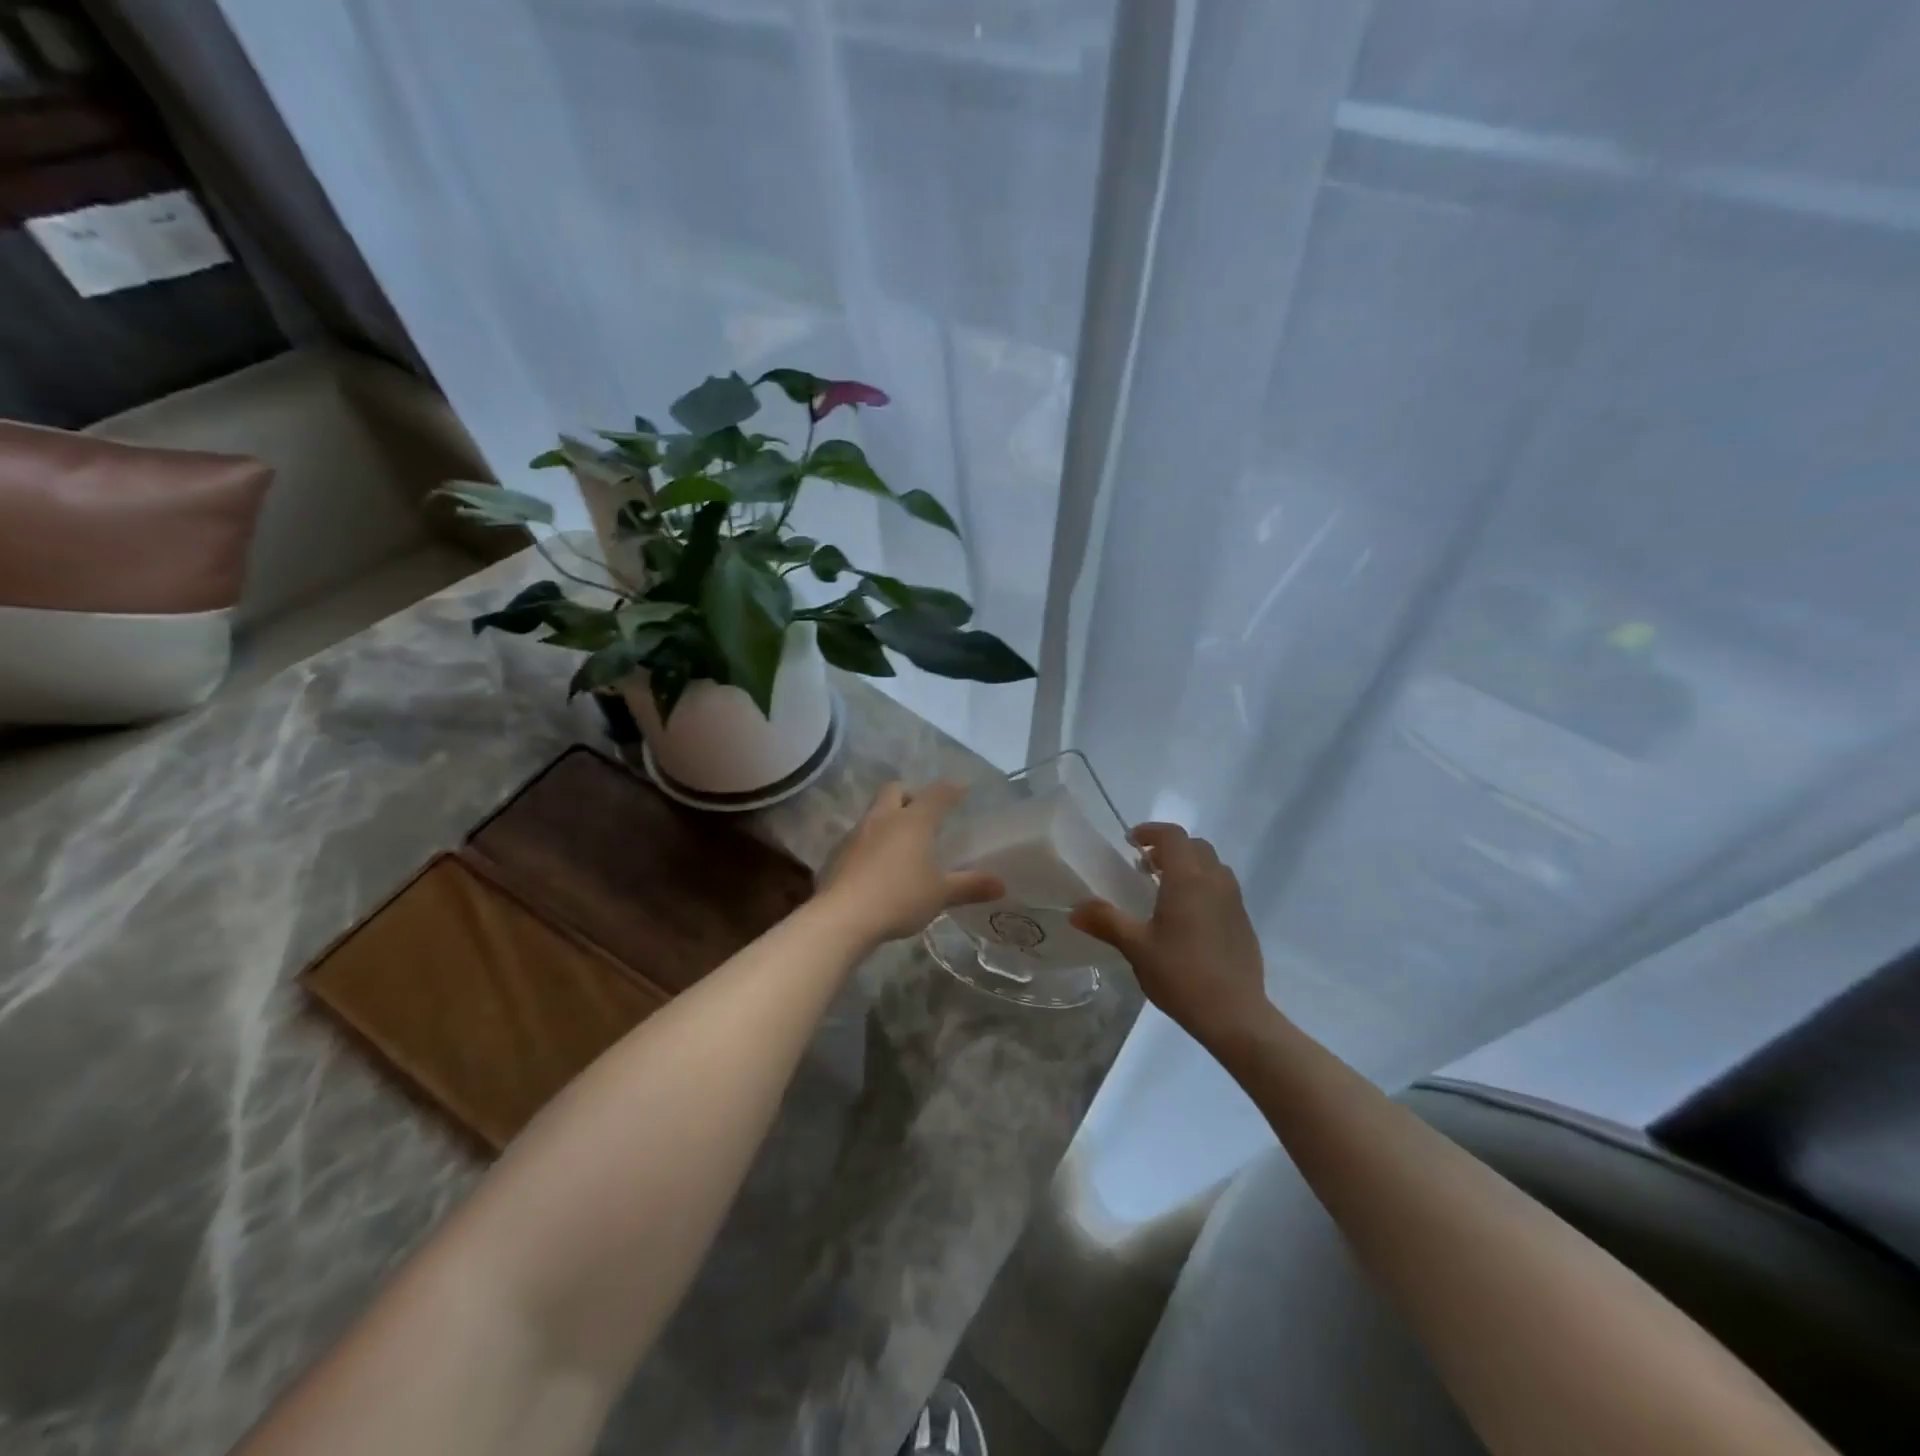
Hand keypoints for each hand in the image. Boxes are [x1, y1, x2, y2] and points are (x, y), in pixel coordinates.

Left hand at [816, 782, 1003, 945]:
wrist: (842, 917)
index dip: (952, 789)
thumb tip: (1001, 885)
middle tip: (924, 813)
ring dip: (888, 819)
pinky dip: (871, 843)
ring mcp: (856, 834)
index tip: (962, 789)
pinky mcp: (837, 853)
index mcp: (913, 821)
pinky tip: (878, 866)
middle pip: (895, 790)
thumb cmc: (899, 897)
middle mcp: (883, 818)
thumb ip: (970, 886)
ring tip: (902, 844)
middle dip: (910, 795)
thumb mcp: (940, 894)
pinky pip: (859, 838)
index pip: (937, 794)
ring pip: (874, 813)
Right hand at [1071, 823, 1268, 1047]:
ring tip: (1164, 888)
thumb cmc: (1181, 974)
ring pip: (1212, 866)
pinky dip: (1202, 885)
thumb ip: (1106, 921)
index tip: (1130, 841)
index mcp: (1188, 879)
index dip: (1151, 831)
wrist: (1235, 1014)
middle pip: (1194, 846)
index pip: (1173, 836)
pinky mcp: (1243, 922)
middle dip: (1168, 848)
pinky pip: (1222, 888)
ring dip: (1188, 865)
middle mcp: (1215, 881)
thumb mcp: (1136, 947)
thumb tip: (1075, 909)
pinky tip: (1186, 917)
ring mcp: (1234, 901)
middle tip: (1143, 865)